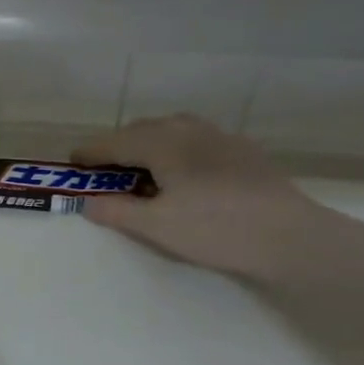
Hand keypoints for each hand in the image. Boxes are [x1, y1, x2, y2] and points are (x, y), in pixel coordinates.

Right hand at [73, 114, 327, 282]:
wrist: (290, 236)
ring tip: (142, 171)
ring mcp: (219, 136)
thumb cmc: (215, 228)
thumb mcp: (156, 226)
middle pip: (140, 130)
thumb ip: (116, 211)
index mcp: (162, 143)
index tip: (72, 163)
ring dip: (147, 145)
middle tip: (104, 172)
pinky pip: (194, 139)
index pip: (113, 142)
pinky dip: (175, 150)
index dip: (90, 153)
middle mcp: (187, 128)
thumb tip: (86, 202)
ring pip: (170, 130)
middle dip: (117, 147)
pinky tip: (182, 175)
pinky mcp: (242, 150)